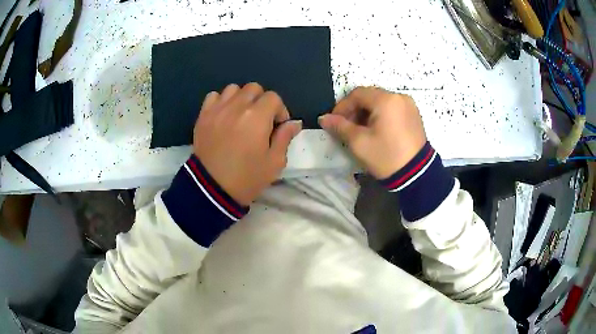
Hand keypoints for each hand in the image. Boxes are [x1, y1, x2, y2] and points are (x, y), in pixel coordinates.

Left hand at [193, 83, 301, 205]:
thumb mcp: (274, 162)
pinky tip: (224, 115)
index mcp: (257, 117)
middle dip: (262, 101)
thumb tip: (295, 122)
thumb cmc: (247, 178)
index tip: (278, 126)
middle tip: (261, 120)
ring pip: (233, 89)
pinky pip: (214, 96)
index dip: (280, 110)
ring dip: (241, 98)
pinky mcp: (203, 116)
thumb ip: (285, 137)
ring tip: (241, 115)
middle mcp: (236, 107)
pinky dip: (222, 101)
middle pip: (254, 88)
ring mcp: (217, 110)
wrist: (212, 189)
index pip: (273, 97)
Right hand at [319, 87, 425, 178]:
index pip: (357, 94)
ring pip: (381, 102)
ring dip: (367, 113)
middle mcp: (399, 97)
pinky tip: (377, 130)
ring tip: (361, 131)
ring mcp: (409, 105)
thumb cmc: (386, 156)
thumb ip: (340, 126)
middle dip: (355, 110)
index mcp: (386, 100)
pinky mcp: (414, 114)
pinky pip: (392, 108)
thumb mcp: (359, 143)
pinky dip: (380, 115)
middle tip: (346, 127)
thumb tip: (323, 118)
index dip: (342, 106)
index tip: (334, 122)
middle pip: (369, 96)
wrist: (417, 175)